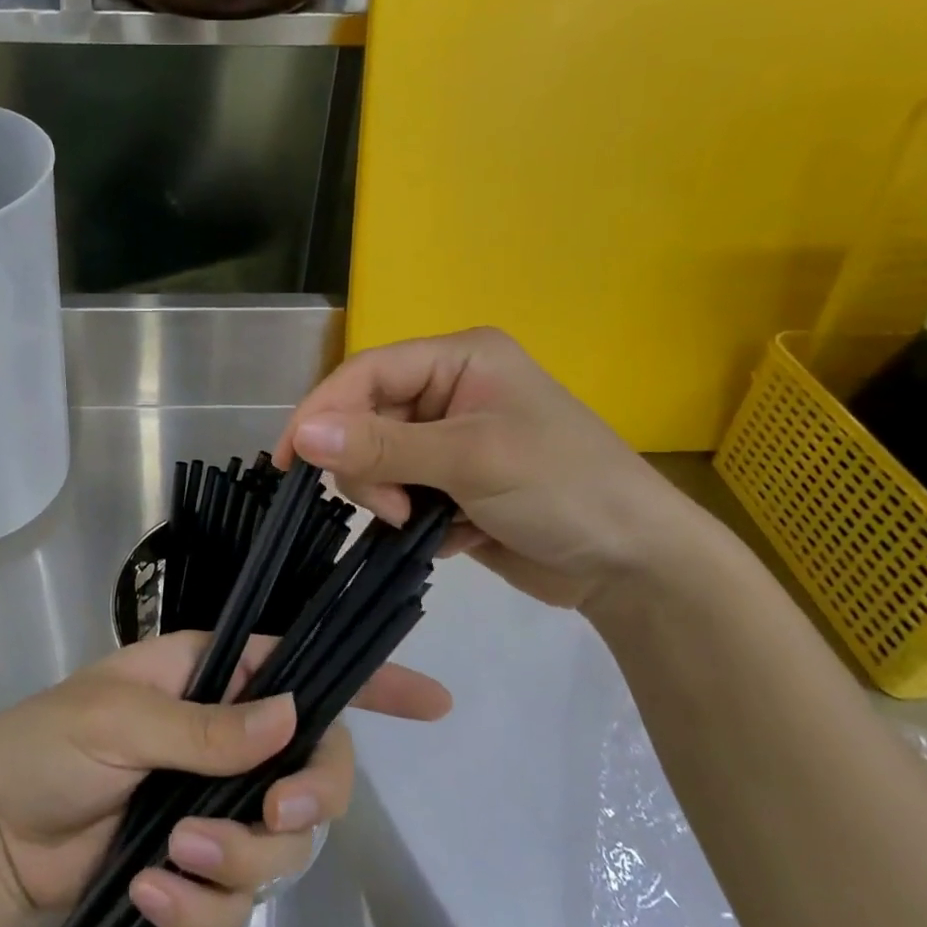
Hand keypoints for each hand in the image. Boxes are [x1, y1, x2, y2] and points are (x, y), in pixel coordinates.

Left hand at [0, 630, 450, 926]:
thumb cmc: (45, 746)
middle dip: (309, 795)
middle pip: (313, 766)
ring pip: (281, 841)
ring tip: (174, 854)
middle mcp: (225, 737)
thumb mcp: (118, 717)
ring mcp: (215, 804)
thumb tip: (289, 716)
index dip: (366, 681)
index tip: (432, 702)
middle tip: (276, 813)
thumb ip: (204, 724)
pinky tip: (150, 890)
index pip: (298, 666)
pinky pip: (235, 898)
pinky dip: (201, 904)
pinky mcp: (196, 866)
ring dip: (238, 857)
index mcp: (208, 677)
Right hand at [274, 327, 710, 610]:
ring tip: (426, 523)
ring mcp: (450, 439)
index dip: (321, 410)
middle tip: (396, 509)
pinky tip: (452, 534)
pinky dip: (413, 518)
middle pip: (365, 419)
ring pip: (376, 461)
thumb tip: (302, 435)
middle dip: (369, 468)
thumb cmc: (564, 489)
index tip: (289, 460)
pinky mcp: (453, 483)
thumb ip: (382, 446)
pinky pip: (400, 492)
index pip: (366, 372)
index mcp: (458, 359)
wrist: (636, 567)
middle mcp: (449, 390)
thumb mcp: (470, 459)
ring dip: (391, 497)